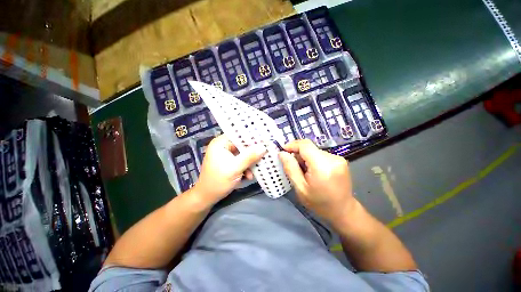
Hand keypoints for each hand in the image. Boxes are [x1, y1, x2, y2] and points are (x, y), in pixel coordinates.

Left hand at [193, 135, 265, 204]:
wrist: (207, 197)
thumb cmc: (218, 181)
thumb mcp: (236, 168)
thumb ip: (250, 157)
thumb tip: (264, 147)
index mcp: (220, 143)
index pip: (238, 135)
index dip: (251, 137)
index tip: (264, 141)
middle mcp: (223, 146)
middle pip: (242, 145)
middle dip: (252, 153)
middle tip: (263, 156)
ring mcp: (226, 154)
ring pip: (243, 154)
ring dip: (249, 163)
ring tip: (253, 172)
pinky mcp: (228, 162)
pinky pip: (241, 160)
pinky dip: (245, 167)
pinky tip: (248, 176)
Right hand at [278, 139, 355, 224]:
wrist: (343, 210)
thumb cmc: (319, 203)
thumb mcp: (300, 188)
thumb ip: (290, 168)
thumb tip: (282, 153)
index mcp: (322, 166)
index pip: (305, 145)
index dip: (292, 145)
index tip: (283, 151)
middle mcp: (332, 158)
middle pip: (309, 148)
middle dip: (298, 154)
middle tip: (294, 167)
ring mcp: (338, 158)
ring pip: (314, 151)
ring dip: (306, 158)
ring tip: (305, 172)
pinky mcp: (340, 160)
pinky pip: (320, 154)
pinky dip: (313, 159)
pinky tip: (313, 171)